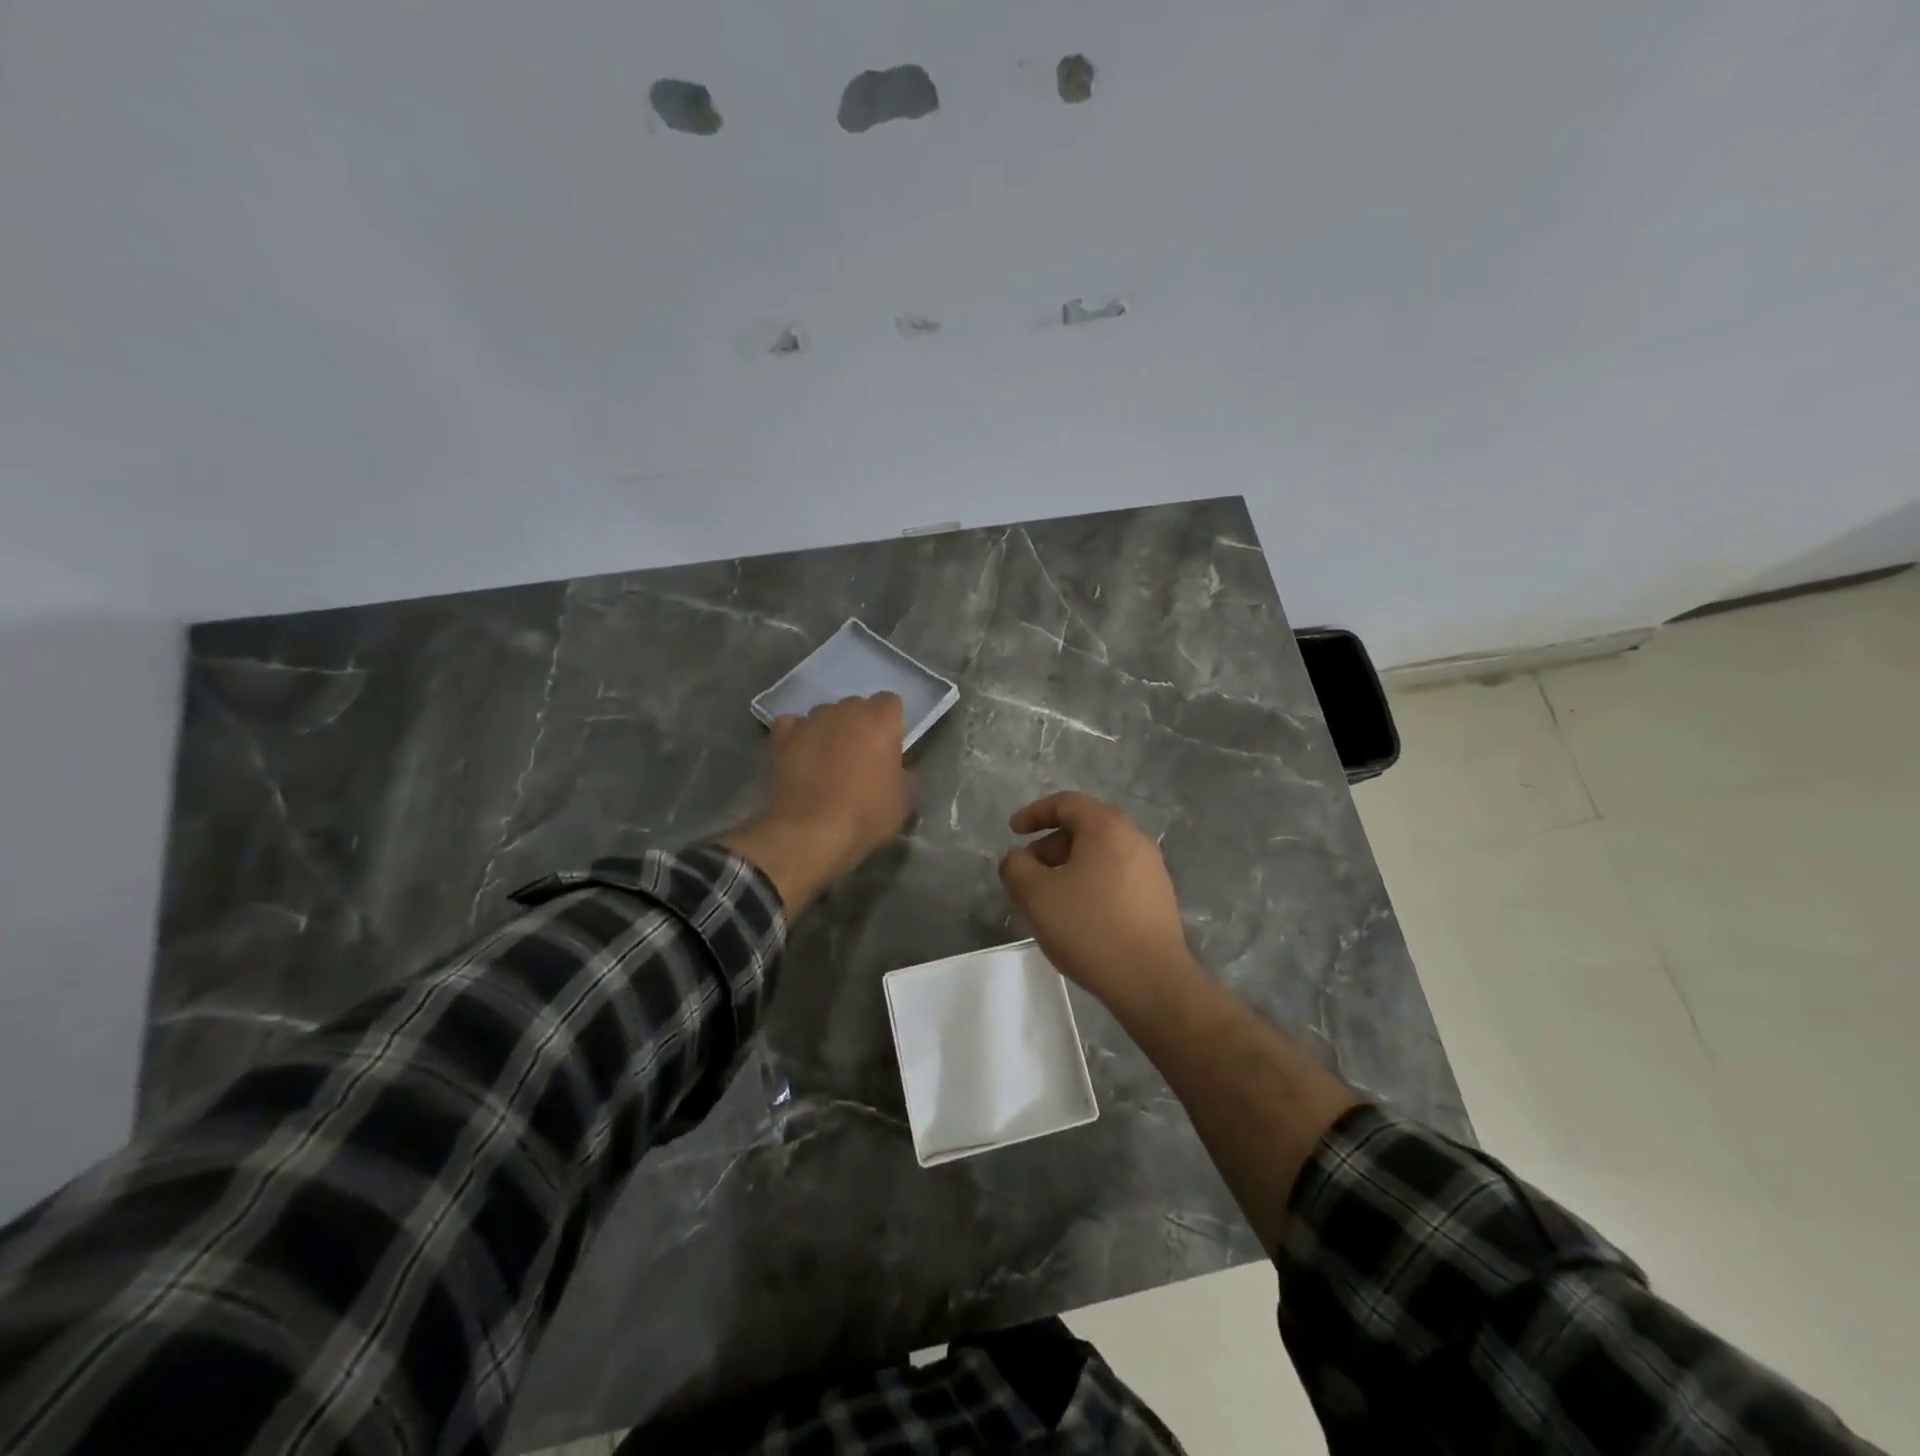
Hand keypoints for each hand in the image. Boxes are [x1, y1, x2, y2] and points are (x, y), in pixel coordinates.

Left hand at [715, 693, 911, 911]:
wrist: (809, 833)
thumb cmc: (864, 816)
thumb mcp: (903, 802)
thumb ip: (905, 776)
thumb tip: (900, 771)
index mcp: (880, 720)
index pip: (890, 703)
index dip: (889, 724)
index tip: (888, 748)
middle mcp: (845, 710)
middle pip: (856, 707)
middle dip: (859, 726)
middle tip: (859, 757)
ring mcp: (810, 720)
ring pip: (825, 715)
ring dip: (829, 731)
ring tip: (826, 761)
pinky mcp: (781, 736)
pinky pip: (793, 725)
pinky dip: (797, 736)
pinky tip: (800, 756)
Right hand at [998, 791, 1200, 1012]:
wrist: (1151, 981)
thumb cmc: (1090, 928)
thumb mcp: (1036, 896)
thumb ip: (1015, 867)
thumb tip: (1015, 857)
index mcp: (1107, 827)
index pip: (1066, 803)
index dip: (1034, 813)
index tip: (1012, 831)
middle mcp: (1135, 838)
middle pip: (1085, 827)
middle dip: (1049, 844)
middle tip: (1027, 869)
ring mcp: (1152, 868)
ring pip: (1101, 853)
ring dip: (1069, 865)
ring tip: (1049, 896)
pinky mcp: (1158, 897)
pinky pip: (1116, 875)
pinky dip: (1090, 881)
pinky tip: (1078, 913)